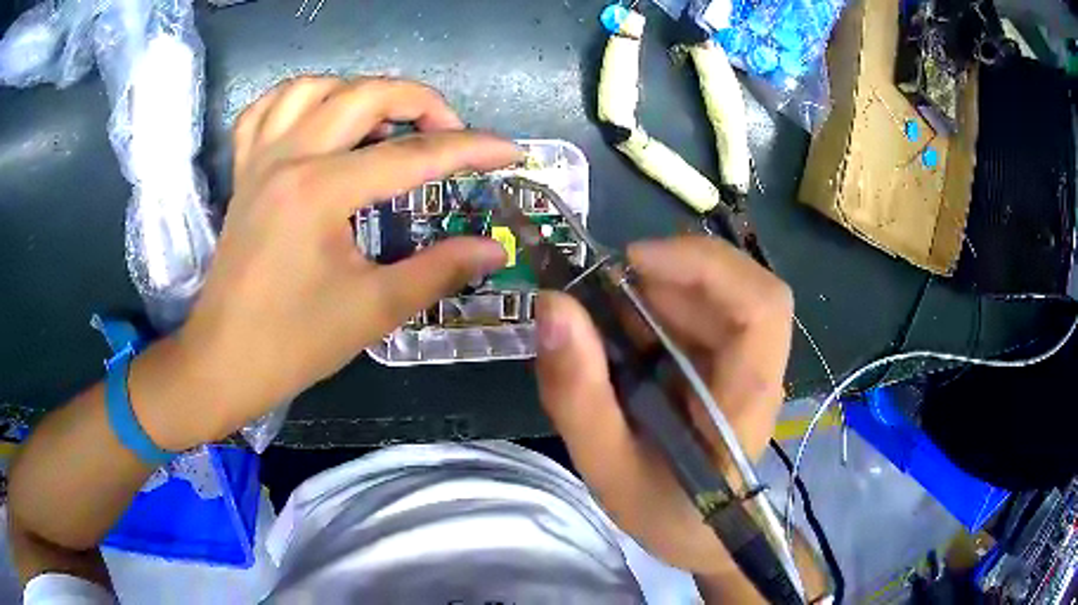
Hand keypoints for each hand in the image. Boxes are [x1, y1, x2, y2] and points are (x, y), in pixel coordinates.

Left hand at [136, 77, 518, 447]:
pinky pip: (266, 109)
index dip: (471, 149)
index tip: (509, 152)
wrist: (223, 361)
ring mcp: (259, 159)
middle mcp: (288, 157)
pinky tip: (319, 116)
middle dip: (421, 101)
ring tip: (385, 121)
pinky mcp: (243, 171)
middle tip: (449, 132)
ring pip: (314, 87)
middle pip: (365, 94)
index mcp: (320, 191)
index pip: (413, 155)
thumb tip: (493, 249)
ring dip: (359, 91)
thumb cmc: (293, 343)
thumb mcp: (373, 310)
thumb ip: (439, 270)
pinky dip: (299, 98)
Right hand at [534, 236, 792, 575]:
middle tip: (605, 294)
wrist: (699, 533)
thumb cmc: (662, 511)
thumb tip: (552, 306)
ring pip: (721, 292)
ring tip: (612, 326)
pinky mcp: (732, 360)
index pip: (762, 307)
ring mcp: (749, 361)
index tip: (634, 263)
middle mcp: (759, 369)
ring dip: (663, 290)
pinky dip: (662, 307)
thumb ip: (578, 395)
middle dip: (673, 273)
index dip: (706, 267)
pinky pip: (705, 311)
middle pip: (742, 286)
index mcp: (745, 400)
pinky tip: (631, 338)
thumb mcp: (605, 465)